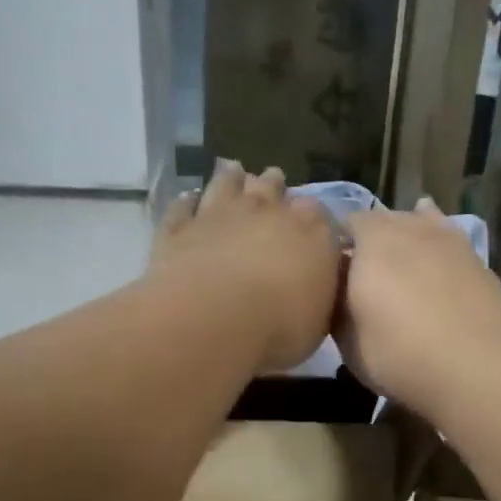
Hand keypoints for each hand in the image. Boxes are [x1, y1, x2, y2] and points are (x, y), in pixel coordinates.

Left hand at [152, 161, 341, 373]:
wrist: (215, 320)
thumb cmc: (280, 328)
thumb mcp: (318, 323)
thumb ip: (320, 296)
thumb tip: (319, 284)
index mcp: (311, 233)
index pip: (319, 215)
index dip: (313, 219)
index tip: (311, 225)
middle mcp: (266, 211)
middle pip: (272, 187)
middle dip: (274, 186)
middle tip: (273, 183)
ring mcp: (219, 214)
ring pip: (227, 183)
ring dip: (231, 178)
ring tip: (233, 171)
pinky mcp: (180, 227)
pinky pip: (183, 207)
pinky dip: (187, 203)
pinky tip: (188, 200)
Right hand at [337, 199, 500, 417]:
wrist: (477, 370)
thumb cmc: (399, 356)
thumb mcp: (348, 344)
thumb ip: (338, 308)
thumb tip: (338, 293)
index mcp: (373, 242)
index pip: (345, 224)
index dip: (335, 245)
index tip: (330, 272)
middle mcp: (412, 229)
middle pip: (385, 221)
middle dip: (371, 240)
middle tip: (363, 274)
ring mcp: (451, 241)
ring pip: (422, 225)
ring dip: (408, 239)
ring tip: (401, 262)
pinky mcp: (480, 262)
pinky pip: (451, 245)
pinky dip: (439, 252)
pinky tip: (438, 263)